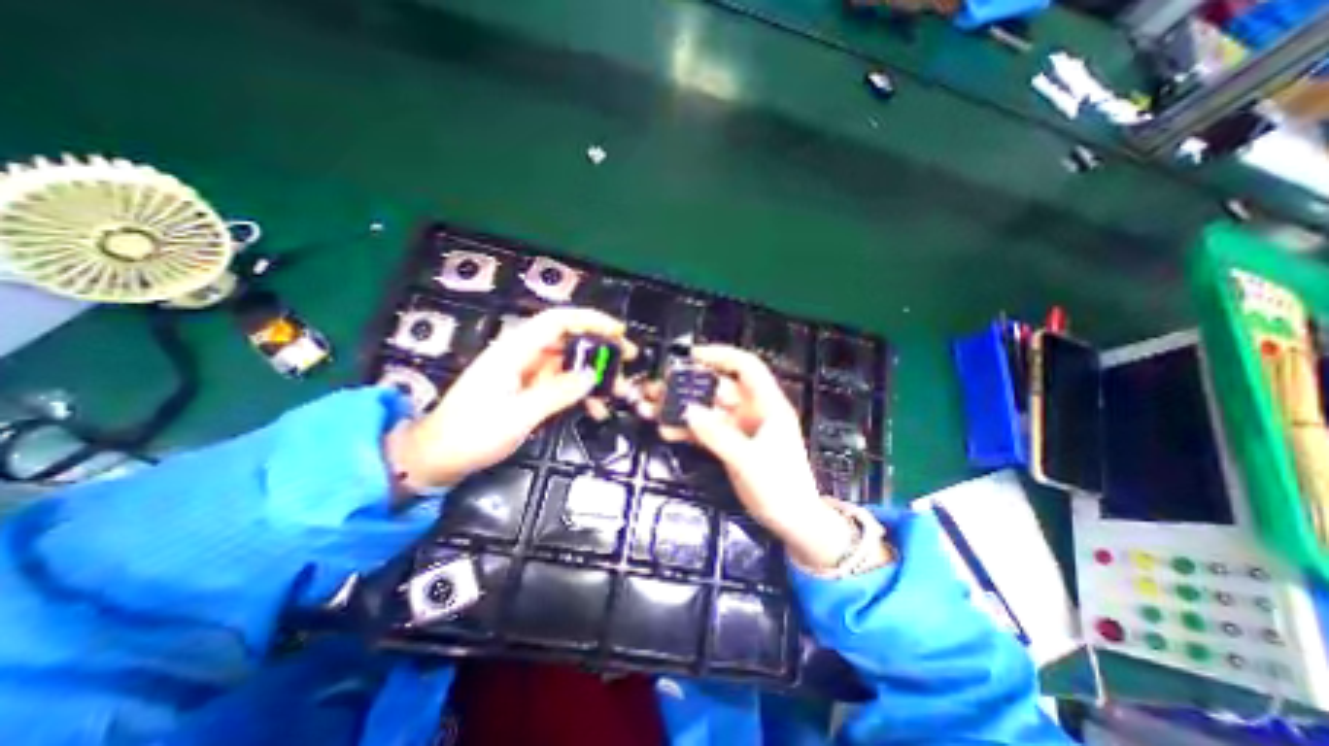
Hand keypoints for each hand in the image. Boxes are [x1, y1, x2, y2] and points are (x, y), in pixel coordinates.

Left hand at [384, 306, 630, 488]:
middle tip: (627, 361)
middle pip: (568, 340)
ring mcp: (527, 374)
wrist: (439, 457)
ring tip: (618, 390)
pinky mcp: (529, 390)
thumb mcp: (517, 415)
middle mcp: (523, 356)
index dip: (589, 320)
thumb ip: (556, 393)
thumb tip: (591, 376)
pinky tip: (596, 408)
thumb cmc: (471, 434)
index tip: (617, 331)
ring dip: (594, 374)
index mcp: (514, 351)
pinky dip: (581, 392)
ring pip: (569, 363)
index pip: (557, 322)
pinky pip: (562, 384)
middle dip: (600, 348)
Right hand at [644, 346, 849, 568]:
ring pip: (707, 409)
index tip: (692, 356)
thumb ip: (717, 435)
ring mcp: (740, 428)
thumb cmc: (780, 488)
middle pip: (718, 388)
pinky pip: (705, 430)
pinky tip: (666, 431)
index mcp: (768, 405)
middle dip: (689, 386)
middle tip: (659, 388)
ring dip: (682, 408)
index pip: (747, 367)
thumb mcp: (748, 461)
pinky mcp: (730, 444)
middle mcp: (753, 410)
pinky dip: (687, 429)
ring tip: (652, 409)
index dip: (721, 356)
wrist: (792, 522)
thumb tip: (688, 411)